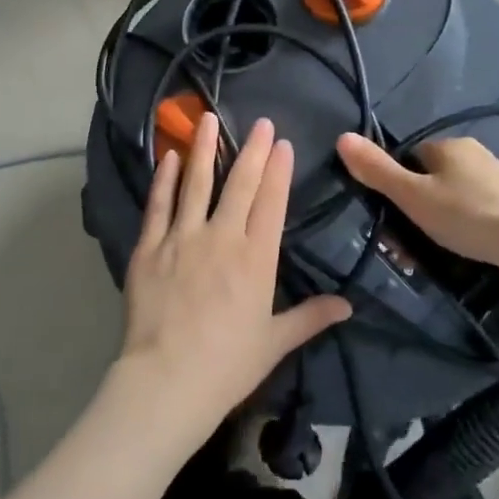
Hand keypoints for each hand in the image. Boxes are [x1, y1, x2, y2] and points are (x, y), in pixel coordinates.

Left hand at [118, 114, 351, 442]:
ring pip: (196, 183)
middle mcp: (222, 237)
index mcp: (256, 258)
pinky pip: (158, 205)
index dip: (279, 171)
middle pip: (240, 184)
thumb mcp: (275, 341)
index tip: (283, 144)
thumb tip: (348, 305)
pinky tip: (169, 157)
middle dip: (253, 150)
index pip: (272, 203)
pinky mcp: (150, 247)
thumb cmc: (228, 364)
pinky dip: (164, 179)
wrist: (167, 380)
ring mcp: (182, 238)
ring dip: (204, 149)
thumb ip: (311, 317)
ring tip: (208, 119)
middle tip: (260, 122)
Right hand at [336, 132, 498, 274]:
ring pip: (448, 206)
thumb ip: (377, 170)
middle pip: (427, 184)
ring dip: (431, 231)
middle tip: (401, 249)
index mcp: (449, 147)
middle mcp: (473, 159)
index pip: (408, 158)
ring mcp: (495, 187)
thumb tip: (341, 137)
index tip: (385, 216)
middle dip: (411, 215)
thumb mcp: (413, 195)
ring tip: (422, 262)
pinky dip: (458, 238)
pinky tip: (455, 261)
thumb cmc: (470, 214)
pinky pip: (471, 222)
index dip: (393, 186)